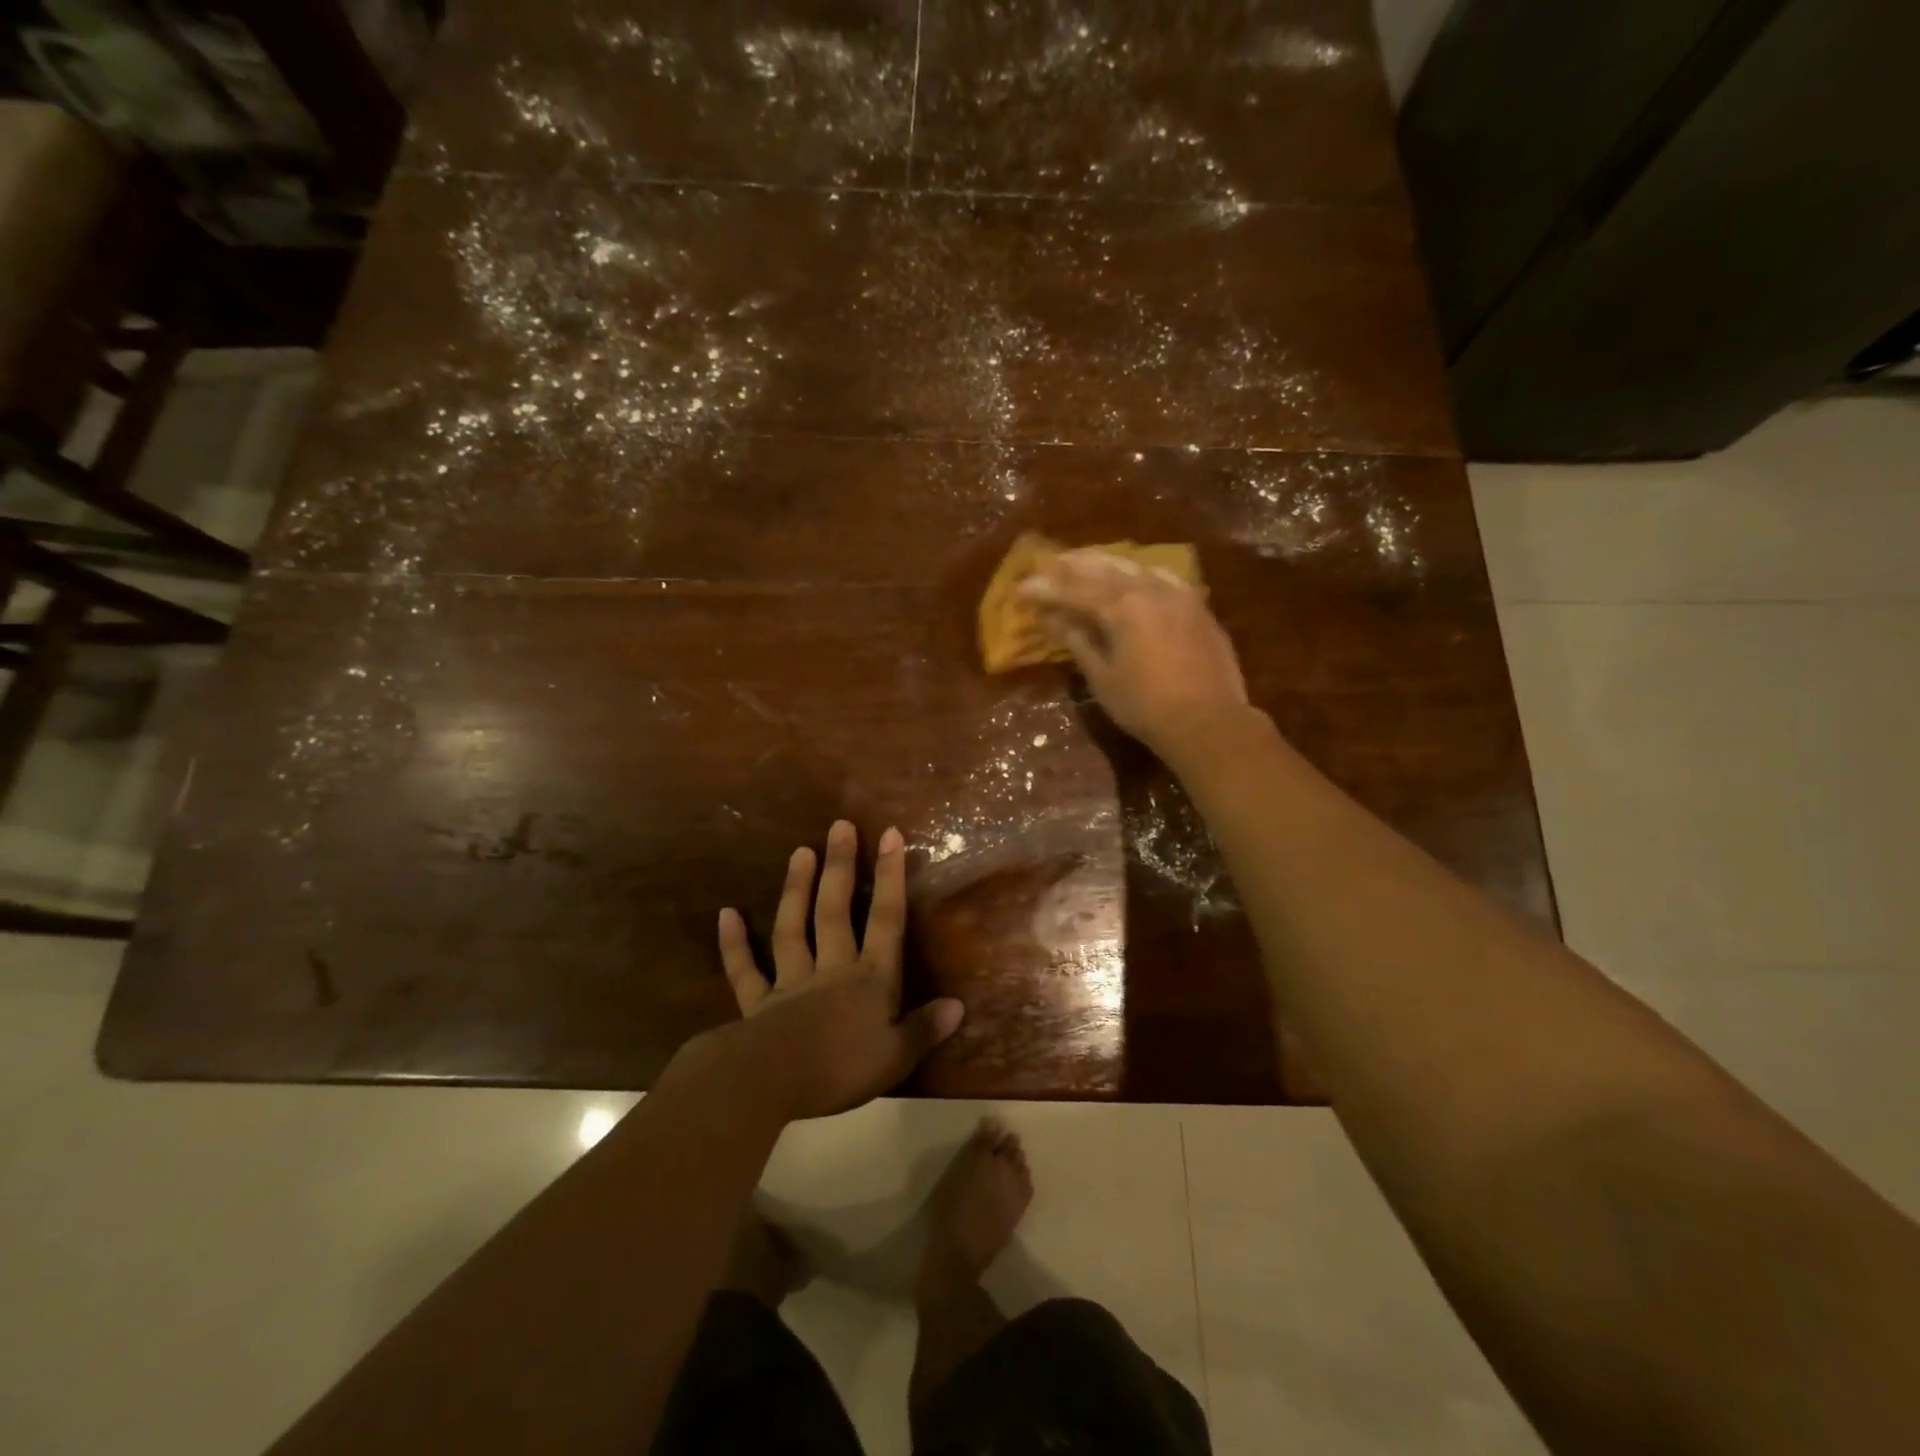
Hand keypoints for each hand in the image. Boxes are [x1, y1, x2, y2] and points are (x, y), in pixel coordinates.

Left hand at [715, 820, 964, 1121]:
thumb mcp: (896, 1056)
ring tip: (799, 852)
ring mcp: (790, 982)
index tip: (890, 835)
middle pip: (835, 911)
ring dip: (796, 890)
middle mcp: (831, 969)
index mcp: (870, 979)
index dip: (890, 877)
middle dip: (840, 867)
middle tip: (840, 827)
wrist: (773, 1082)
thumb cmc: (842, 1070)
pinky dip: (734, 944)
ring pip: (792, 928)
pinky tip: (726, 914)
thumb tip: (958, 1006)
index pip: (886, 919)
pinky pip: (745, 970)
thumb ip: (925, 1029)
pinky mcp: (757, 1003)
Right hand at [1020, 547, 1248, 753]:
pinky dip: (1140, 572)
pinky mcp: (1197, 607)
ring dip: (1106, 562)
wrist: (1208, 721)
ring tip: (1085, 561)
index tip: (1021, 589)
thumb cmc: (1145, 706)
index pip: (1074, 590)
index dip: (1045, 590)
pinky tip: (1135, 575)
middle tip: (1048, 563)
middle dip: (1073, 565)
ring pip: (1135, 566)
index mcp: (1122, 606)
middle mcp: (1149, 589)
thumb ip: (1078, 640)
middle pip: (1104, 568)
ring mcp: (1178, 594)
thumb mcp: (1102, 676)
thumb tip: (1052, 619)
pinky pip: (1162, 577)